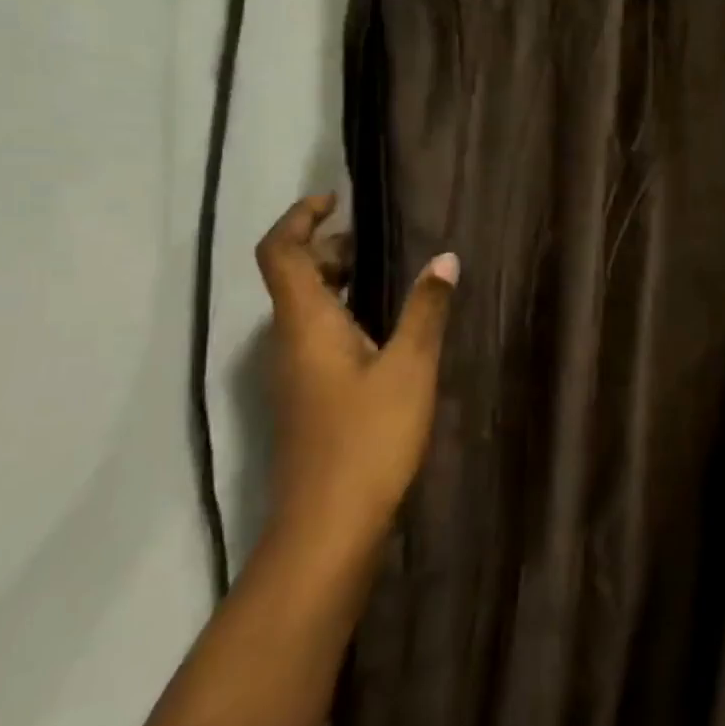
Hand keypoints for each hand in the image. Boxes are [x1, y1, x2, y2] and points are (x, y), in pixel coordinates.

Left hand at [252, 193, 458, 559]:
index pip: (279, 252)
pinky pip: (315, 336)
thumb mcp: (410, 368)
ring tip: (383, 274)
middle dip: (325, 247)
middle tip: (372, 238)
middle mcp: (289, 341)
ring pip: (304, 308)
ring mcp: (293, 373)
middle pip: (291, 276)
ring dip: (334, 281)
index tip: (336, 199)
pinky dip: (341, 313)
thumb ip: (426, 309)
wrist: (328, 526)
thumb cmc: (368, 438)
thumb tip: (445, 258)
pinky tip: (381, 330)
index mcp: (306, 323)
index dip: (299, 217)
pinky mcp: (306, 398)